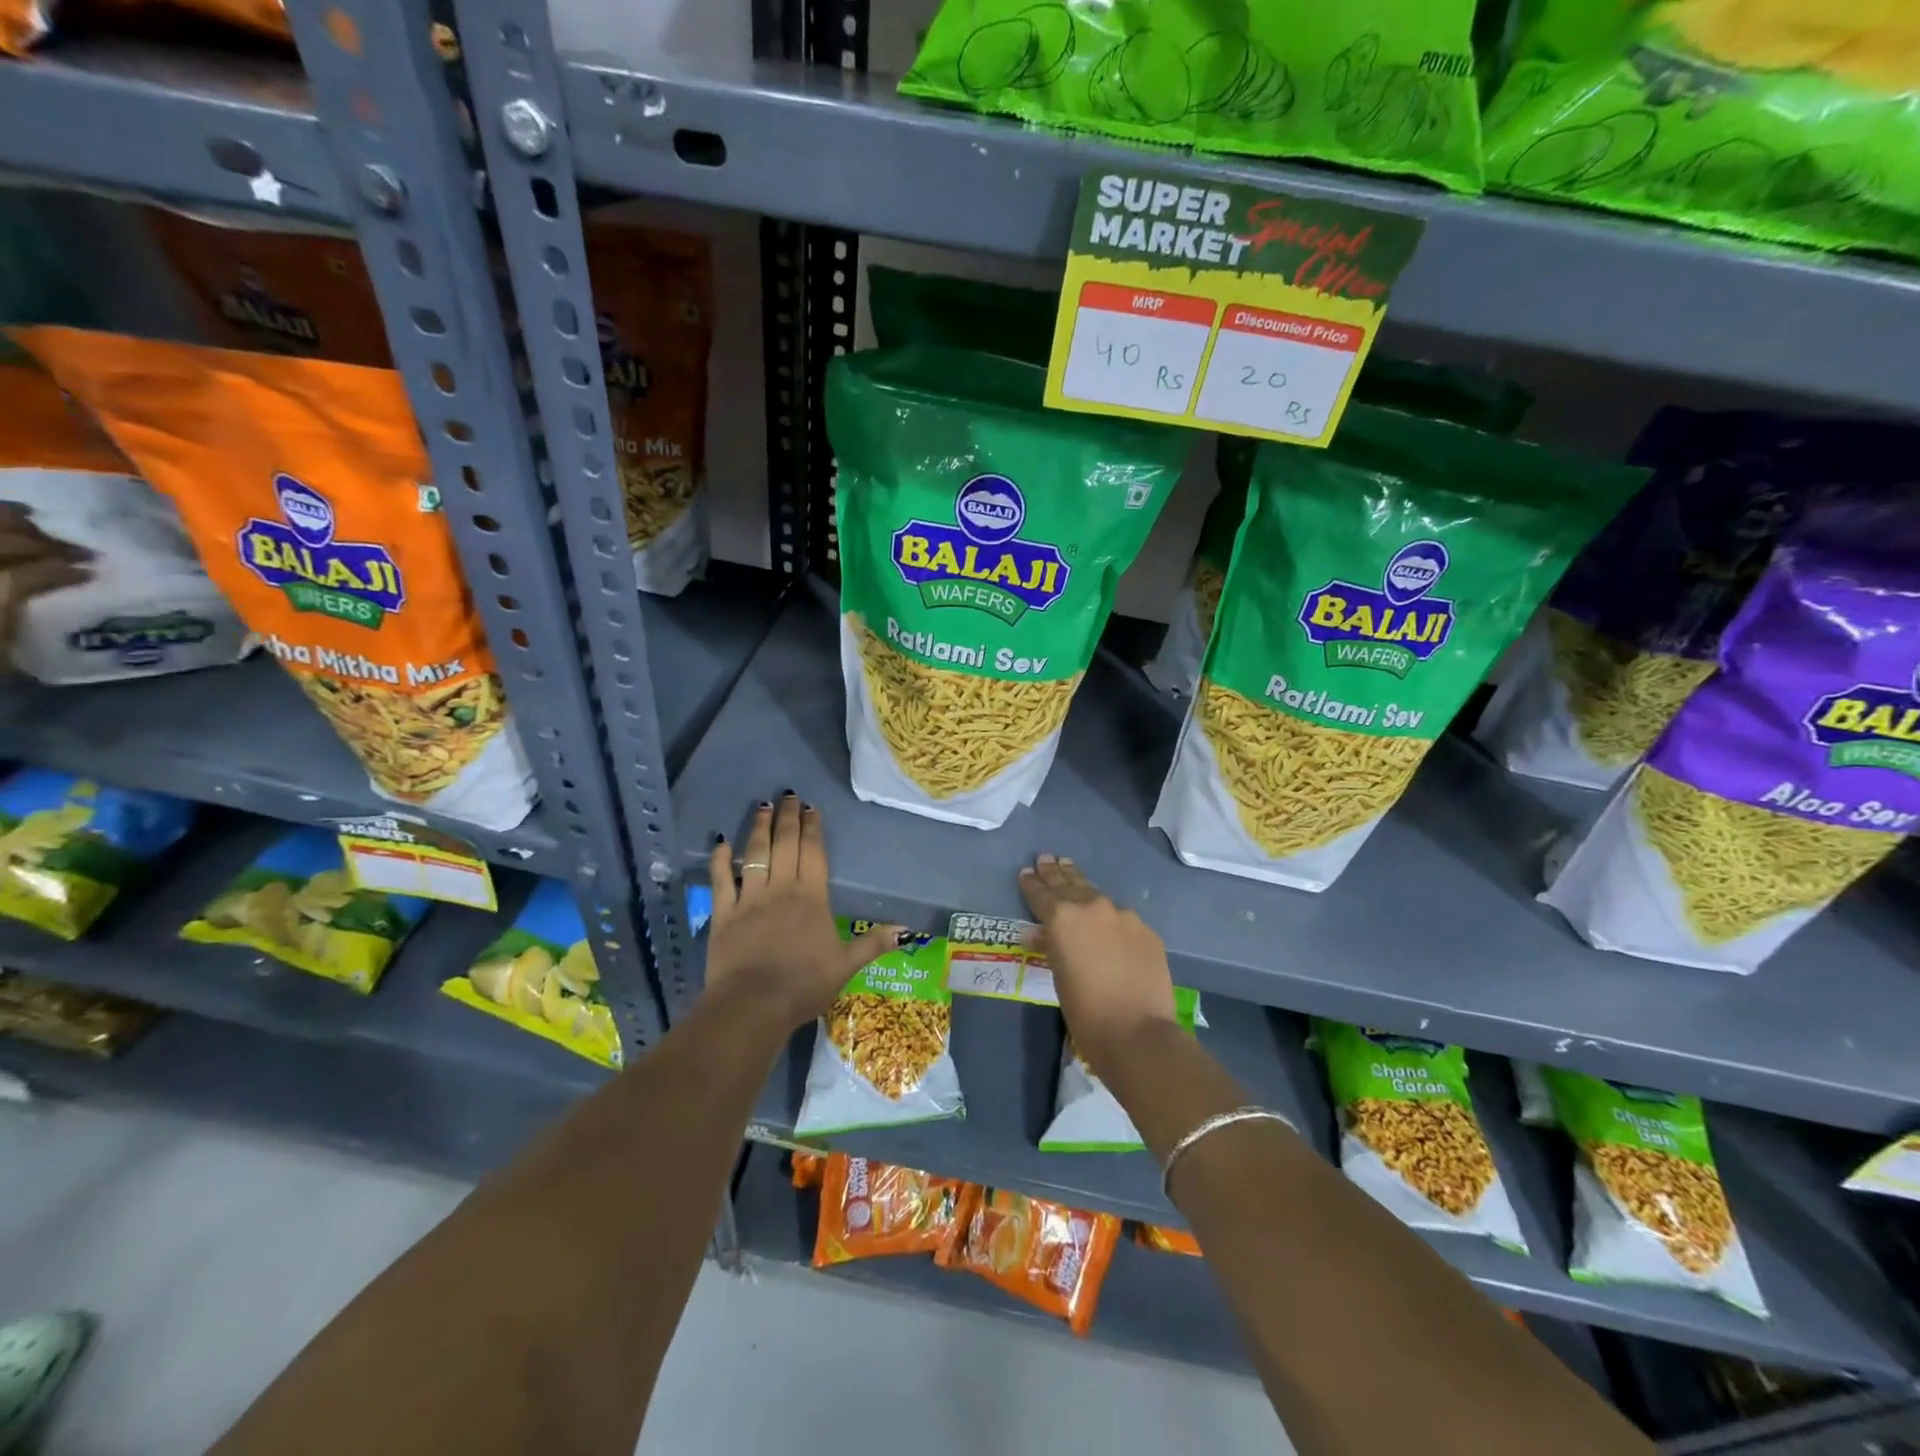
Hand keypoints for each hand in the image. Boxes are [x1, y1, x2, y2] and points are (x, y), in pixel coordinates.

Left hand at [705, 794, 904, 1030]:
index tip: (811, 808)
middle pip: (785, 845)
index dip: (812, 828)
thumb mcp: (845, 966)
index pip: (813, 853)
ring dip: (758, 829)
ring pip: (754, 854)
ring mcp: (749, 899)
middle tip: (787, 795)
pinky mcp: (723, 914)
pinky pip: (720, 880)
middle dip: (787, 818)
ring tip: (762, 806)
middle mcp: (780, 889)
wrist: (753, 1006)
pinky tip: (721, 842)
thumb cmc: (804, 985)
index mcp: (811, 897)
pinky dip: (719, 860)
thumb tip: (907, 930)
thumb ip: (873, 943)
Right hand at [1018, 854, 1177, 1080]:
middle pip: (1070, 884)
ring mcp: (1123, 916)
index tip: (1026, 872)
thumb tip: (1041, 933)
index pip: (1041, 894)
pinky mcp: (1146, 930)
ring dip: (1082, 886)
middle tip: (1047, 858)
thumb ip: (1051, 947)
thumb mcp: (1058, 977)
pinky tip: (1108, 919)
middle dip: (1056, 872)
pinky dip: (1110, 916)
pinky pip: (1122, 918)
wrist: (1138, 1032)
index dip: (1032, 883)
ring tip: (1071, 870)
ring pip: (1097, 896)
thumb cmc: (1086, 1012)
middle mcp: (1092, 908)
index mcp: (1062, 918)